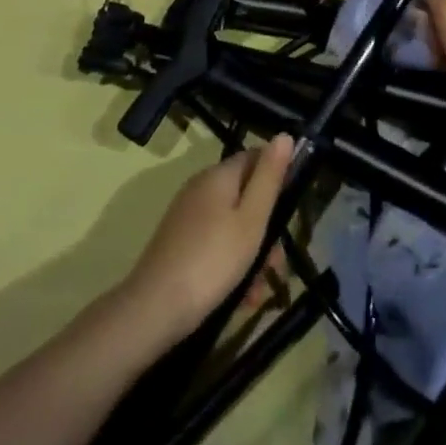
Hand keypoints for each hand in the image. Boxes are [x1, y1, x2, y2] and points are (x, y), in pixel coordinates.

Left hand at [123, 135, 294, 340]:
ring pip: (233, 226)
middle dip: (266, 229)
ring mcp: (188, 216)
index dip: (277, 175)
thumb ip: (269, 177)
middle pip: (245, 197)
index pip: (255, 157)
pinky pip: (216, 244)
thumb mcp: (252, 219)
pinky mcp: (180, 243)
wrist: (153, 309)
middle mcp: (201, 188)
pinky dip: (231, 264)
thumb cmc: (212, 260)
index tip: (292, 208)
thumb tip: (285, 135)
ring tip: (258, 292)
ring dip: (252, 255)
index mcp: (218, 176)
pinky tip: (240, 297)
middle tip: (277, 265)